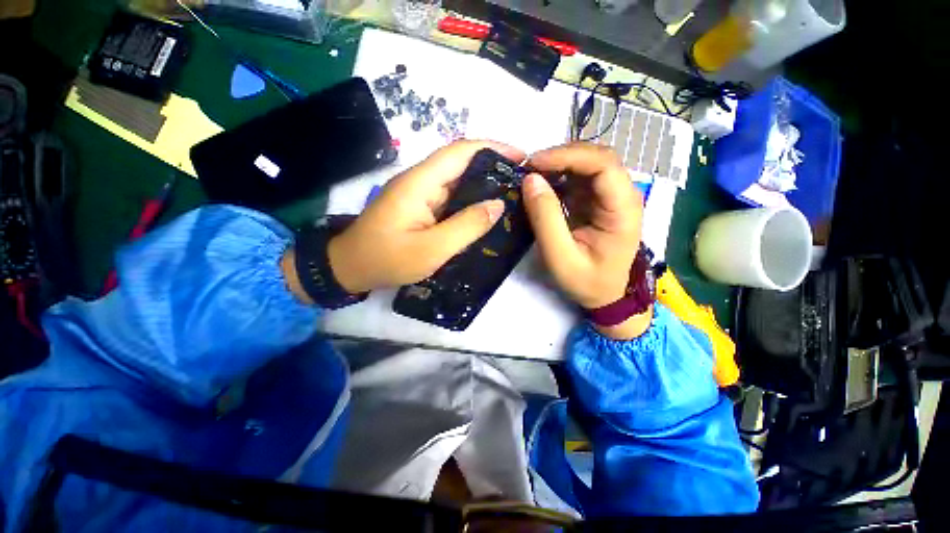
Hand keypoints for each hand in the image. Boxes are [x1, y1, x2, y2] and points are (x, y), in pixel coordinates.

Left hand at [327, 140, 525, 293]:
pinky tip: (486, 212)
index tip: (520, 157)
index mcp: (420, 183)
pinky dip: (471, 200)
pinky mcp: (420, 206)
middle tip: (521, 181)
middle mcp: (420, 181)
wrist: (350, 268)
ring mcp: (420, 194)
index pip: (460, 152)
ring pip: (457, 180)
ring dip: (483, 183)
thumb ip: (466, 226)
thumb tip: (497, 205)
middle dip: (493, 165)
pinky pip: (451, 197)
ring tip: (511, 195)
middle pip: (460, 162)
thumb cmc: (387, 260)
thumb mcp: (431, 249)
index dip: (492, 148)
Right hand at [522, 143, 649, 339]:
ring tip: (530, 175)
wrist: (605, 294)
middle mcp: (622, 195)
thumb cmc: (587, 282)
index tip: (534, 164)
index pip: (603, 164)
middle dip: (560, 156)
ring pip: (586, 164)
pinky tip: (540, 185)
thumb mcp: (561, 257)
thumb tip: (530, 180)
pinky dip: (557, 176)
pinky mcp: (596, 200)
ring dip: (557, 164)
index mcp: (623, 209)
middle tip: (527, 168)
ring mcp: (609, 196)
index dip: (568, 156)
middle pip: (596, 157)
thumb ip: (546, 220)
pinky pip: (578, 178)